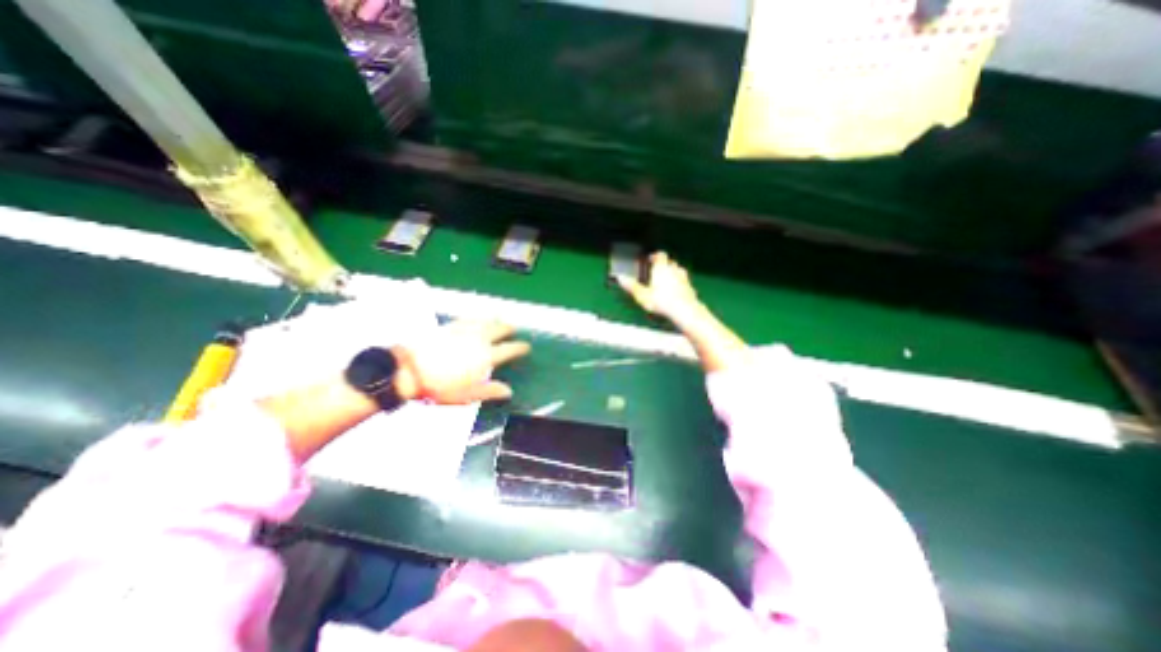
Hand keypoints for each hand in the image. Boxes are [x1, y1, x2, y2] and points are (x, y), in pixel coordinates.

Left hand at [394, 317, 528, 405]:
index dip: (520, 347)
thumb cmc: (440, 387)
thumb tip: (509, 391)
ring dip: (495, 320)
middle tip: (513, 329)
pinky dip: (476, 317)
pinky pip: (468, 318)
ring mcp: (464, 330)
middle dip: (508, 328)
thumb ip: (490, 391)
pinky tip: (476, 318)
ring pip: (485, 321)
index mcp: (486, 356)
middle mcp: (479, 339)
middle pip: (499, 329)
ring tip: (499, 319)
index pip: (509, 349)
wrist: (409, 370)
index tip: (526, 346)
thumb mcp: (467, 395)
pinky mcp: (450, 326)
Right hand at [622, 253, 702, 322]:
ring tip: (666, 281)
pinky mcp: (690, 287)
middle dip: (664, 265)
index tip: (650, 259)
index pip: (660, 255)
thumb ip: (632, 286)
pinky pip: (684, 282)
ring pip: (678, 270)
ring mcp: (684, 278)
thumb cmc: (662, 302)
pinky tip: (675, 292)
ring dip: (673, 273)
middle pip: (670, 262)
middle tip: (656, 271)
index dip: (655, 256)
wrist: (684, 310)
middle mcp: (674, 270)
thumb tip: (620, 278)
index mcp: (661, 268)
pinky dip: (680, 284)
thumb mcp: (642, 295)